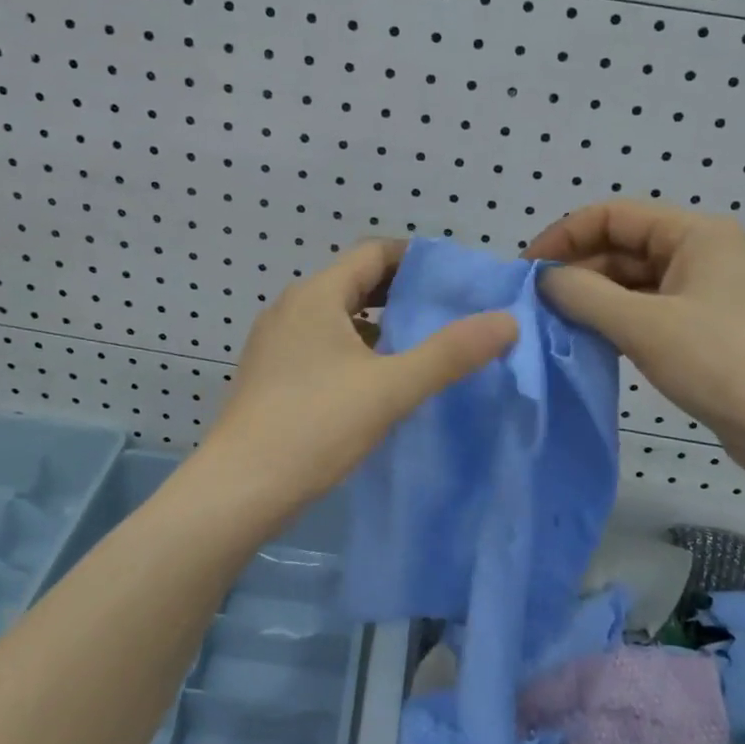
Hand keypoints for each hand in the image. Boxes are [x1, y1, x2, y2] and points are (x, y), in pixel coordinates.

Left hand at [197, 241, 517, 521]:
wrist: (237, 490)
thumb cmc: (315, 426)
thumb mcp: (391, 388)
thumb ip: (450, 353)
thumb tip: (507, 320)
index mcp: (317, 295)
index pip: (374, 253)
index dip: (416, 259)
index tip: (455, 280)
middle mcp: (291, 308)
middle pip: (355, 282)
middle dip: (401, 293)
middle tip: (447, 313)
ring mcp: (275, 343)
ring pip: (337, 317)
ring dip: (377, 324)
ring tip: (419, 346)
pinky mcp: (269, 374)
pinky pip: (320, 344)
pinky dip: (353, 349)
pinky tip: (375, 381)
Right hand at [524, 201, 744, 467]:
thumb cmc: (718, 360)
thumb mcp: (641, 324)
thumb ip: (583, 294)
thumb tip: (545, 279)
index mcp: (694, 233)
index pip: (612, 215)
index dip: (564, 236)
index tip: (528, 270)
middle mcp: (701, 252)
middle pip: (623, 246)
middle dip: (578, 270)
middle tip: (538, 304)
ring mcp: (704, 291)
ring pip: (633, 281)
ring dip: (594, 297)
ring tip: (557, 323)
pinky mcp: (704, 327)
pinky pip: (648, 310)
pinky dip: (616, 320)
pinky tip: (591, 340)